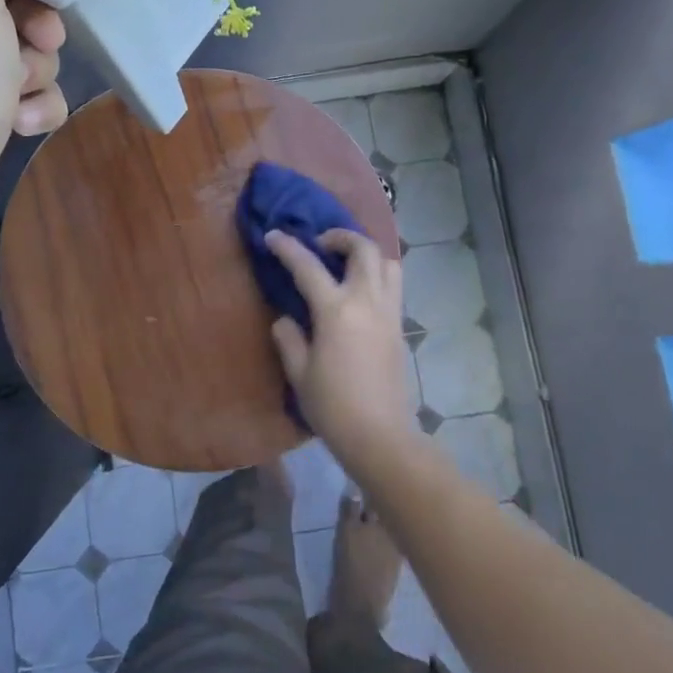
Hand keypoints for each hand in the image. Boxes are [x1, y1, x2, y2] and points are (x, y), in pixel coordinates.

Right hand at [266, 229, 411, 457]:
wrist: (380, 436)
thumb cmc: (333, 406)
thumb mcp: (299, 373)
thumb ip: (289, 339)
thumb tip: (286, 319)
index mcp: (336, 311)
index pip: (308, 266)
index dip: (288, 248)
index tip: (273, 236)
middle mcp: (367, 302)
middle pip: (363, 249)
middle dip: (340, 237)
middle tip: (320, 244)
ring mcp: (389, 313)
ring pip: (388, 263)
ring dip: (366, 254)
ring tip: (346, 264)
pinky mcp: (400, 328)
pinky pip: (394, 286)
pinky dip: (378, 275)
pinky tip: (359, 293)